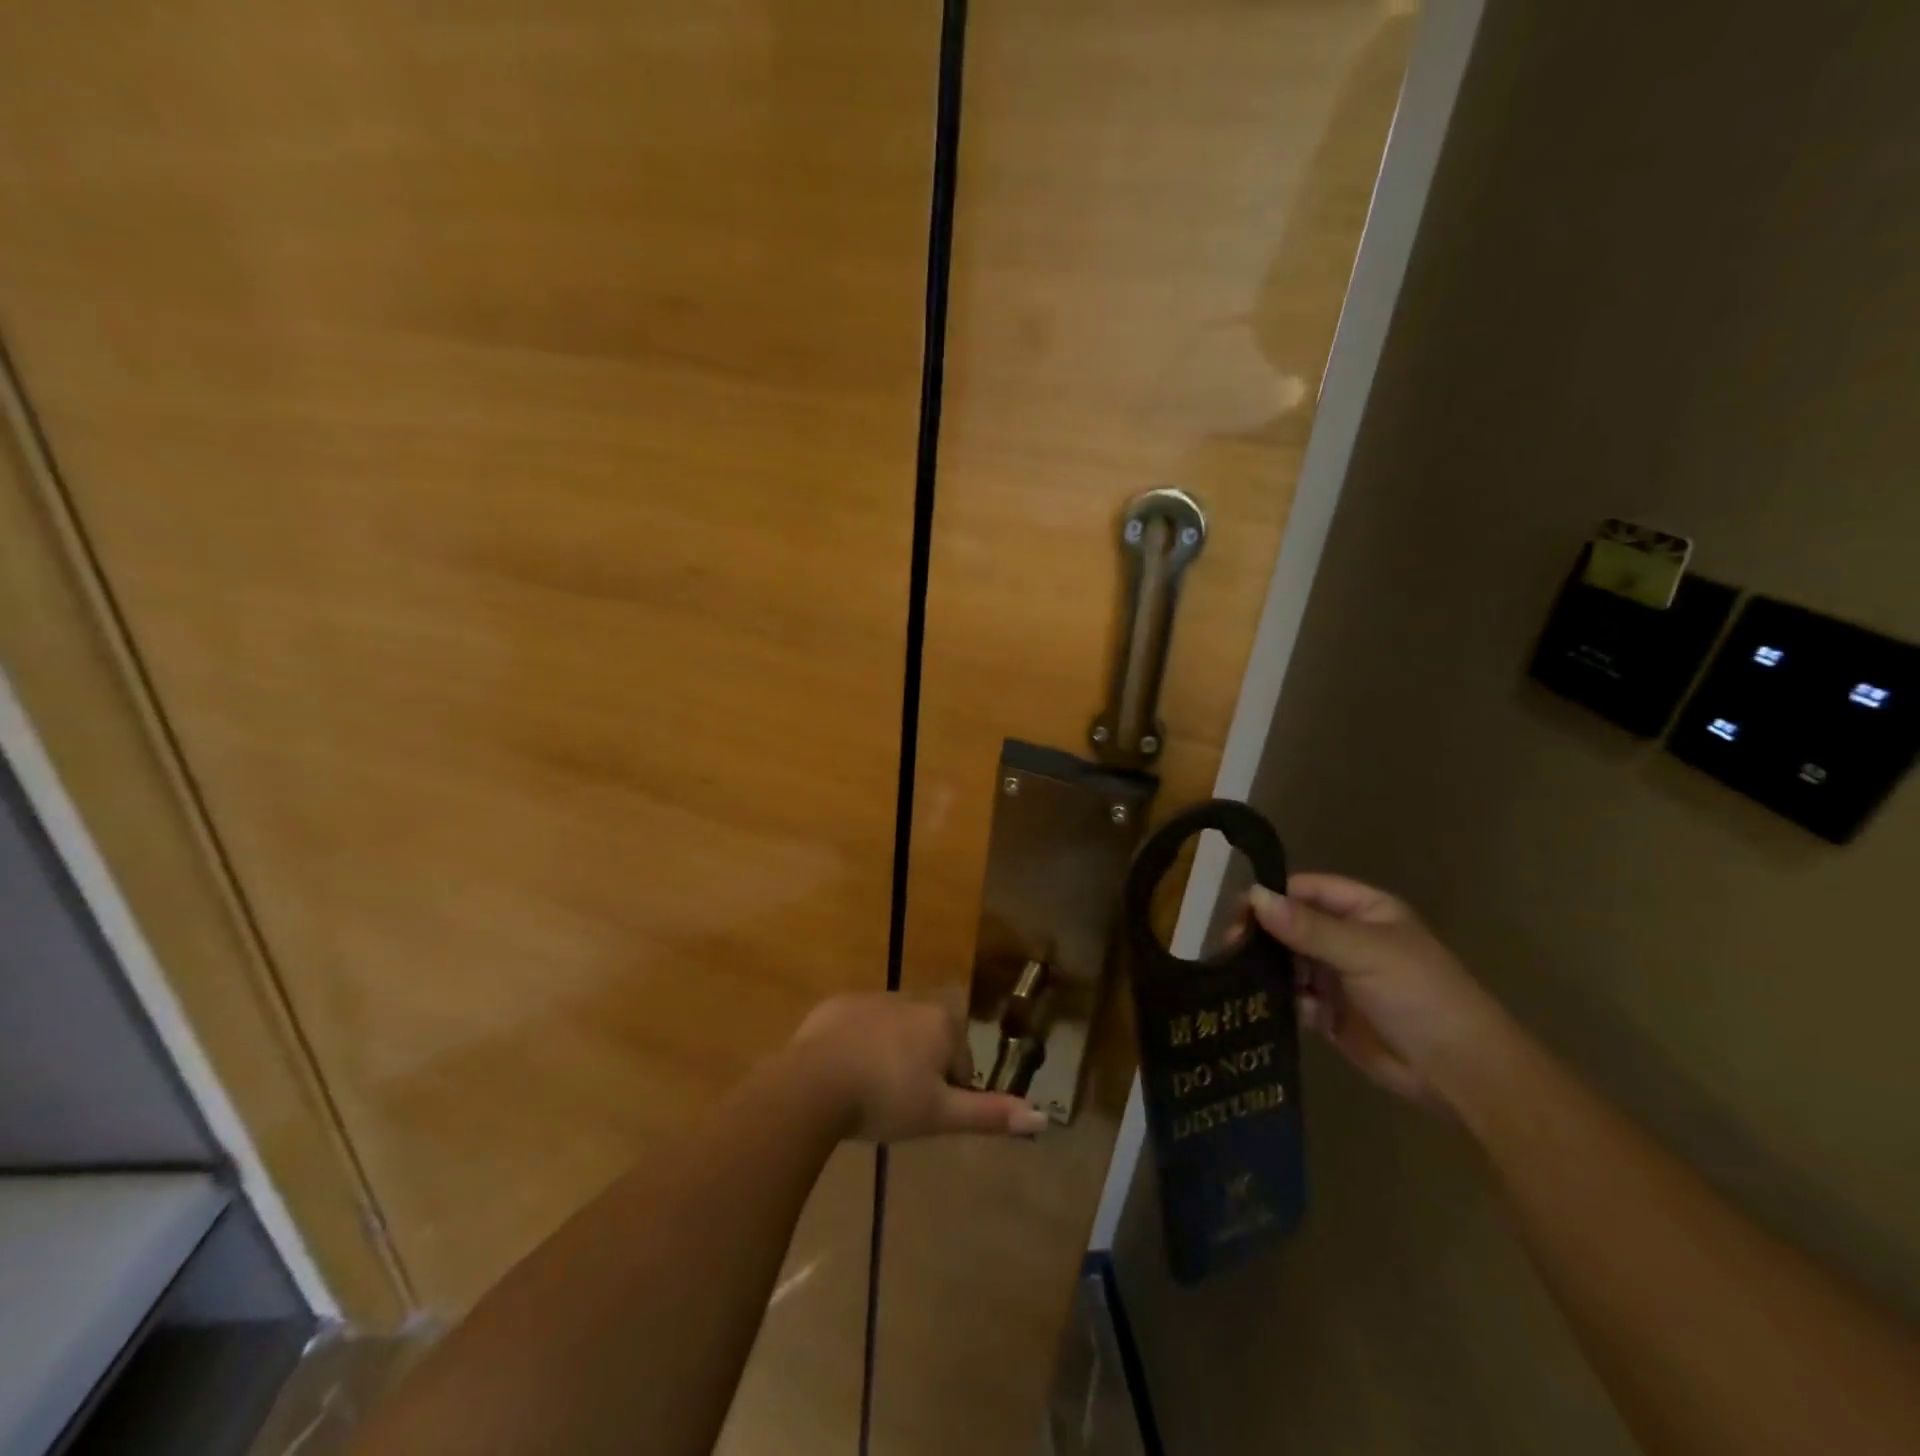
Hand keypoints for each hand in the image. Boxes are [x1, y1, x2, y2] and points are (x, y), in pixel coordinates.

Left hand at [790, 993, 1049, 1142]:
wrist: (814, 1083)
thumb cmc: (886, 1099)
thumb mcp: (941, 1115)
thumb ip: (990, 1113)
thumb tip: (1042, 1116)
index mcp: (940, 1021)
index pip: (960, 1057)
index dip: (948, 1089)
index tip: (926, 1113)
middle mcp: (910, 998)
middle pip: (927, 1039)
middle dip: (919, 1067)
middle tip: (898, 1105)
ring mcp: (870, 998)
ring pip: (893, 1030)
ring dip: (889, 1055)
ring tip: (868, 1092)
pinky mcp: (836, 1004)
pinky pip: (857, 1025)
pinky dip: (856, 1045)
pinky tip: (842, 1074)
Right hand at [1243, 875, 1507, 1110]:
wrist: (1460, 1074)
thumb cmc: (1419, 996)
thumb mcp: (1364, 952)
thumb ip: (1307, 926)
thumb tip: (1252, 895)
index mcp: (1364, 911)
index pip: (1306, 890)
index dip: (1272, 896)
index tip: (1238, 913)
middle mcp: (1347, 938)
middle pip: (1291, 925)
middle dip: (1262, 934)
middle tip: (1231, 948)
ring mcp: (1338, 976)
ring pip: (1288, 961)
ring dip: (1266, 967)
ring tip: (1238, 977)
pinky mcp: (1330, 1013)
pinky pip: (1293, 997)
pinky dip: (1279, 999)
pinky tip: (1264, 1005)